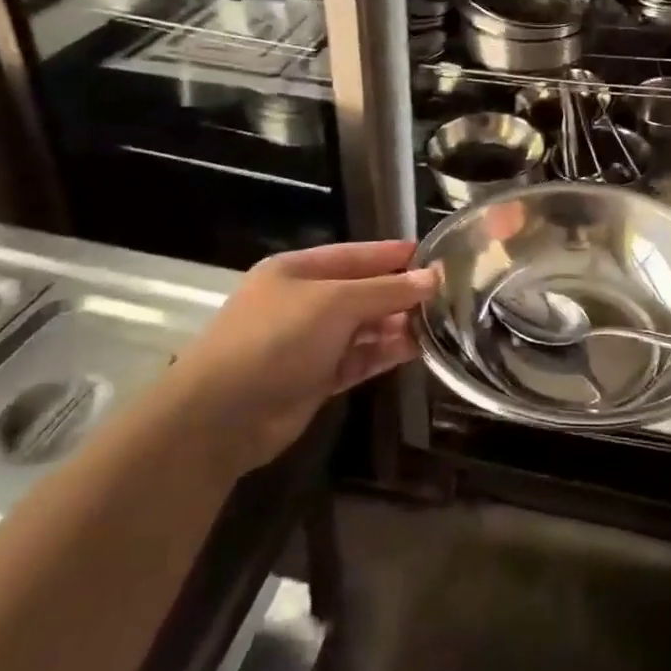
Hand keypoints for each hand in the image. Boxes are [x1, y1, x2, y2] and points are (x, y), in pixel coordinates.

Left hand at [175, 239, 435, 468]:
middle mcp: (304, 302)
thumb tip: (432, 277)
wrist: (222, 416)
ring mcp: (309, 342)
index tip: (436, 254)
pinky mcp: (317, 378)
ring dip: (398, 324)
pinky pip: (360, 358)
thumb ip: (385, 290)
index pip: (355, 254)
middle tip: (448, 294)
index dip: (393, 254)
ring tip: (441, 323)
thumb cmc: (276, 340)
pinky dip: (385, 353)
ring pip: (364, 327)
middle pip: (362, 291)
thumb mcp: (334, 303)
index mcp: (297, 271)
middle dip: (400, 293)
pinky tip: (417, 349)